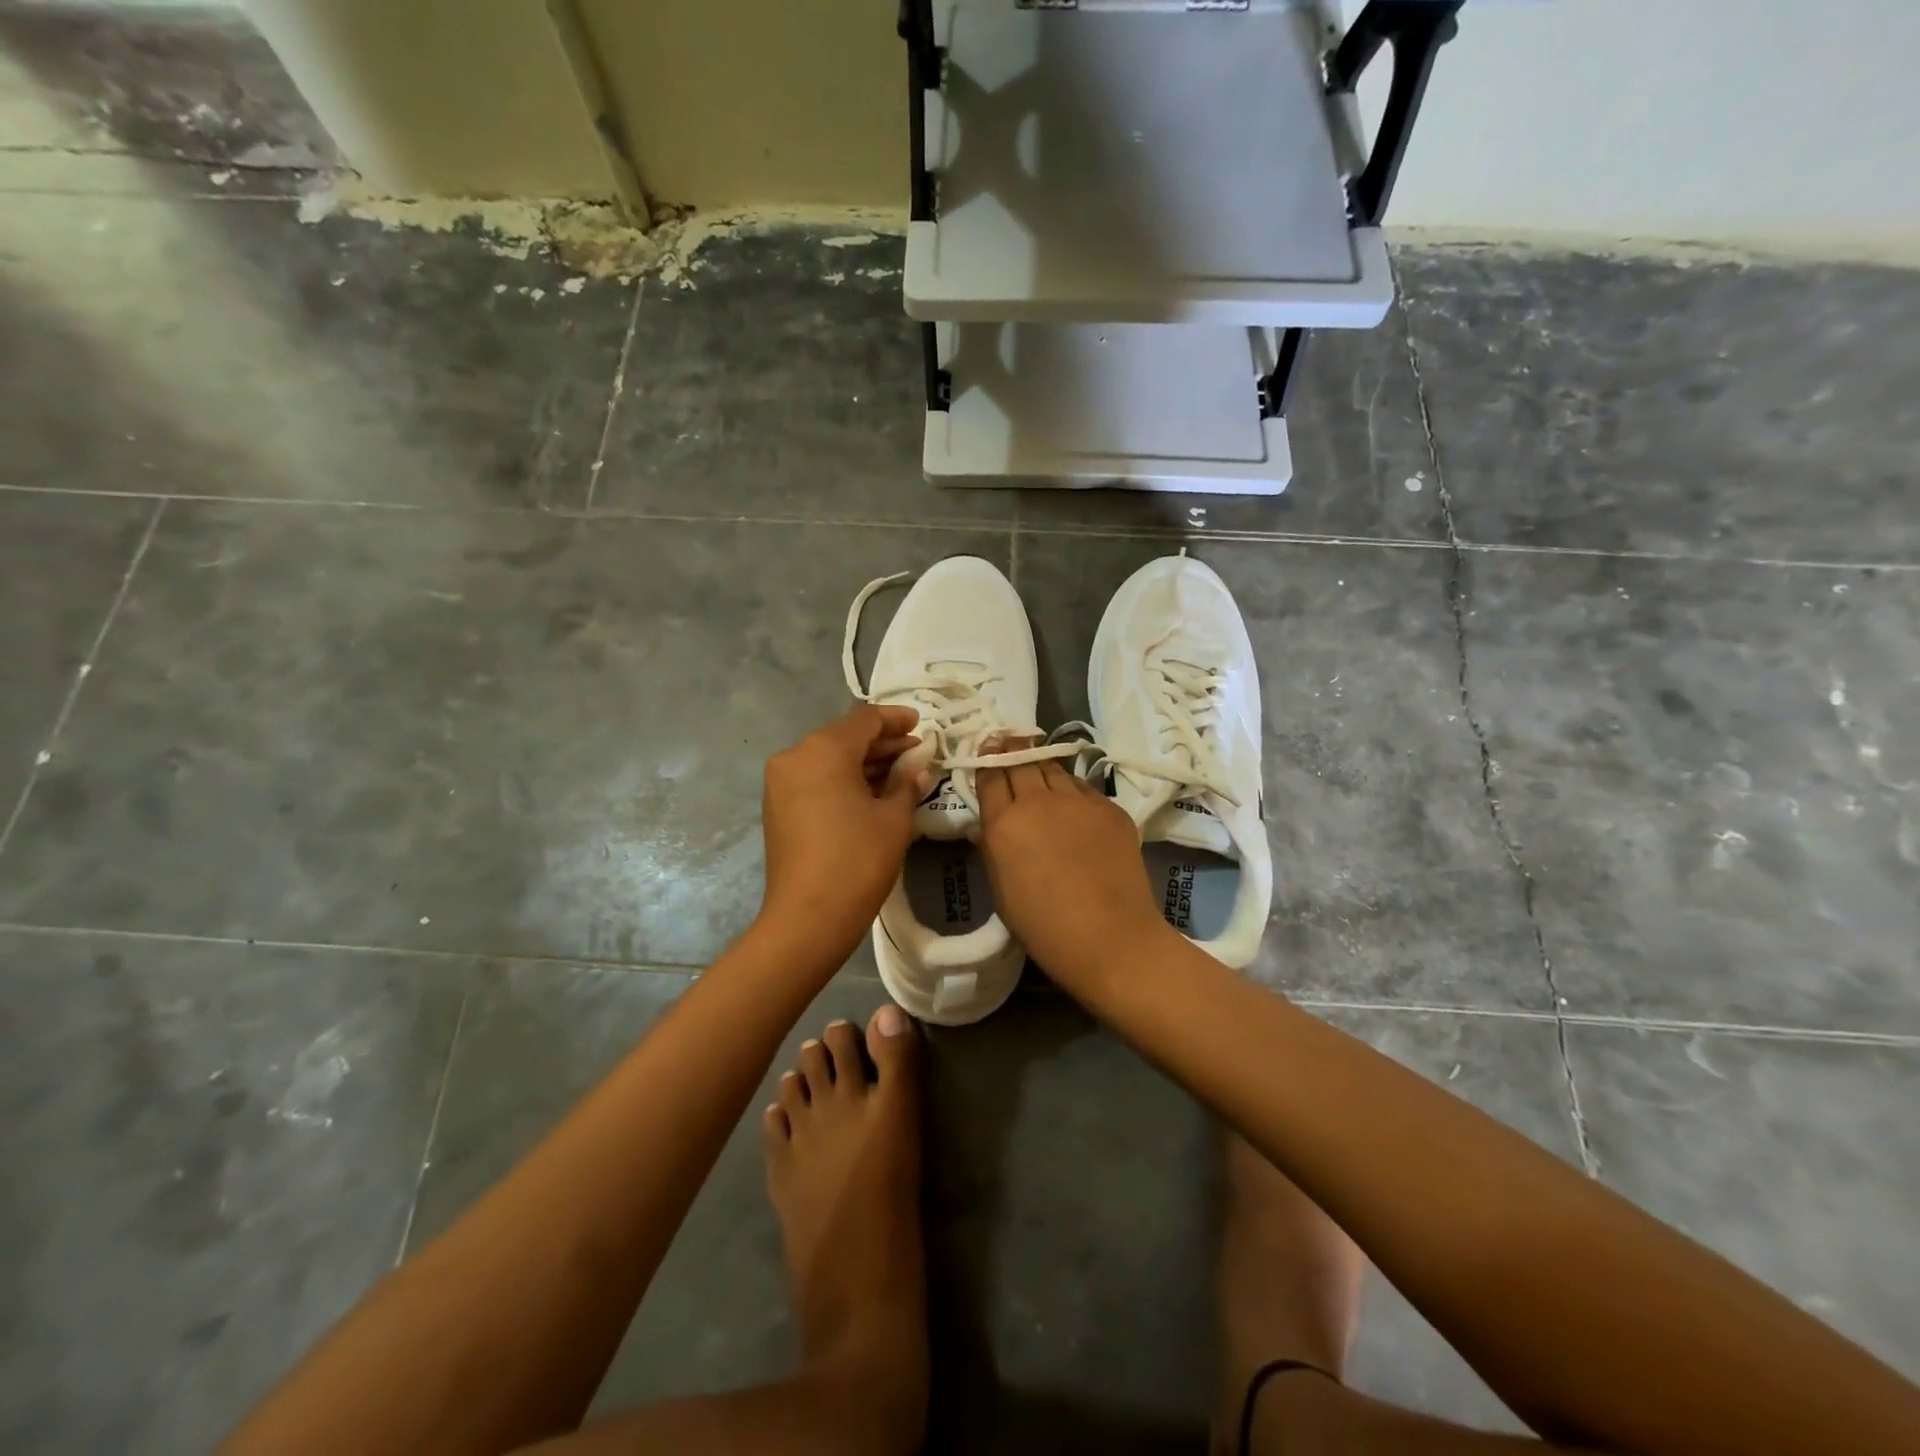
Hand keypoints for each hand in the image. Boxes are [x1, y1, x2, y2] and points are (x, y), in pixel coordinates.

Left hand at [757, 704, 929, 962]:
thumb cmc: (858, 861)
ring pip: (829, 757)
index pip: (865, 718)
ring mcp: (781, 781)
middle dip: (882, 742)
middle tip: (916, 751)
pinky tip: (872, 791)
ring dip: (864, 761)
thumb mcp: (894, 819)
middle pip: (844, 736)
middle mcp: (796, 755)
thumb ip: (907, 782)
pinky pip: (815, 777)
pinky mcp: (777, 805)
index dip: (896, 719)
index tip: (921, 725)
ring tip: (900, 772)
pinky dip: (843, 778)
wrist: (808, 917)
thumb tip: (917, 767)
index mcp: (824, 749)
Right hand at [975, 747, 1174, 991]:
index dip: (987, 760)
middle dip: (1012, 750)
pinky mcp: (1110, 808)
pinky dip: (1072, 789)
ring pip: (1054, 768)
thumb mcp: (1001, 890)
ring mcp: (1078, 801)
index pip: (990, 776)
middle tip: (1008, 742)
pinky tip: (1071, 801)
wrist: (1111, 937)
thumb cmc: (1044, 926)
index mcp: (1004, 823)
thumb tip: (985, 826)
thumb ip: (991, 849)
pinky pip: (1083, 787)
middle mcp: (1038, 801)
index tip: (987, 748)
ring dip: (1042, 764)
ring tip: (1038, 763)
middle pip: (1021, 762)